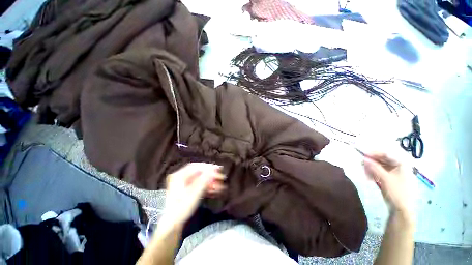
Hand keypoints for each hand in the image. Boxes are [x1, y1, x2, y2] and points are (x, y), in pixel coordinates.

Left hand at [161, 163, 225, 226]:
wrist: (173, 225)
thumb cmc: (181, 209)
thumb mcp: (194, 194)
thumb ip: (203, 181)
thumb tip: (212, 170)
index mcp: (179, 176)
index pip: (196, 167)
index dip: (208, 167)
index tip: (218, 169)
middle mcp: (181, 177)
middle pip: (199, 172)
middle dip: (211, 175)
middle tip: (221, 177)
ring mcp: (184, 183)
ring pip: (200, 179)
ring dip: (211, 182)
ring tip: (221, 186)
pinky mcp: (188, 189)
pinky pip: (199, 185)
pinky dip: (207, 186)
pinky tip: (215, 190)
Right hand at [363, 152, 413, 218]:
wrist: (402, 209)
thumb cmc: (396, 192)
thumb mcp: (384, 179)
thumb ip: (374, 167)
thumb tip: (364, 158)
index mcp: (402, 164)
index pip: (387, 154)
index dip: (374, 153)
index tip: (363, 154)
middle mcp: (400, 166)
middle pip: (383, 159)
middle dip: (372, 161)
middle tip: (362, 163)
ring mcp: (396, 173)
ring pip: (380, 166)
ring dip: (371, 168)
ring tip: (365, 172)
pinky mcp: (391, 179)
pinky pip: (381, 172)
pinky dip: (374, 173)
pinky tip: (369, 177)